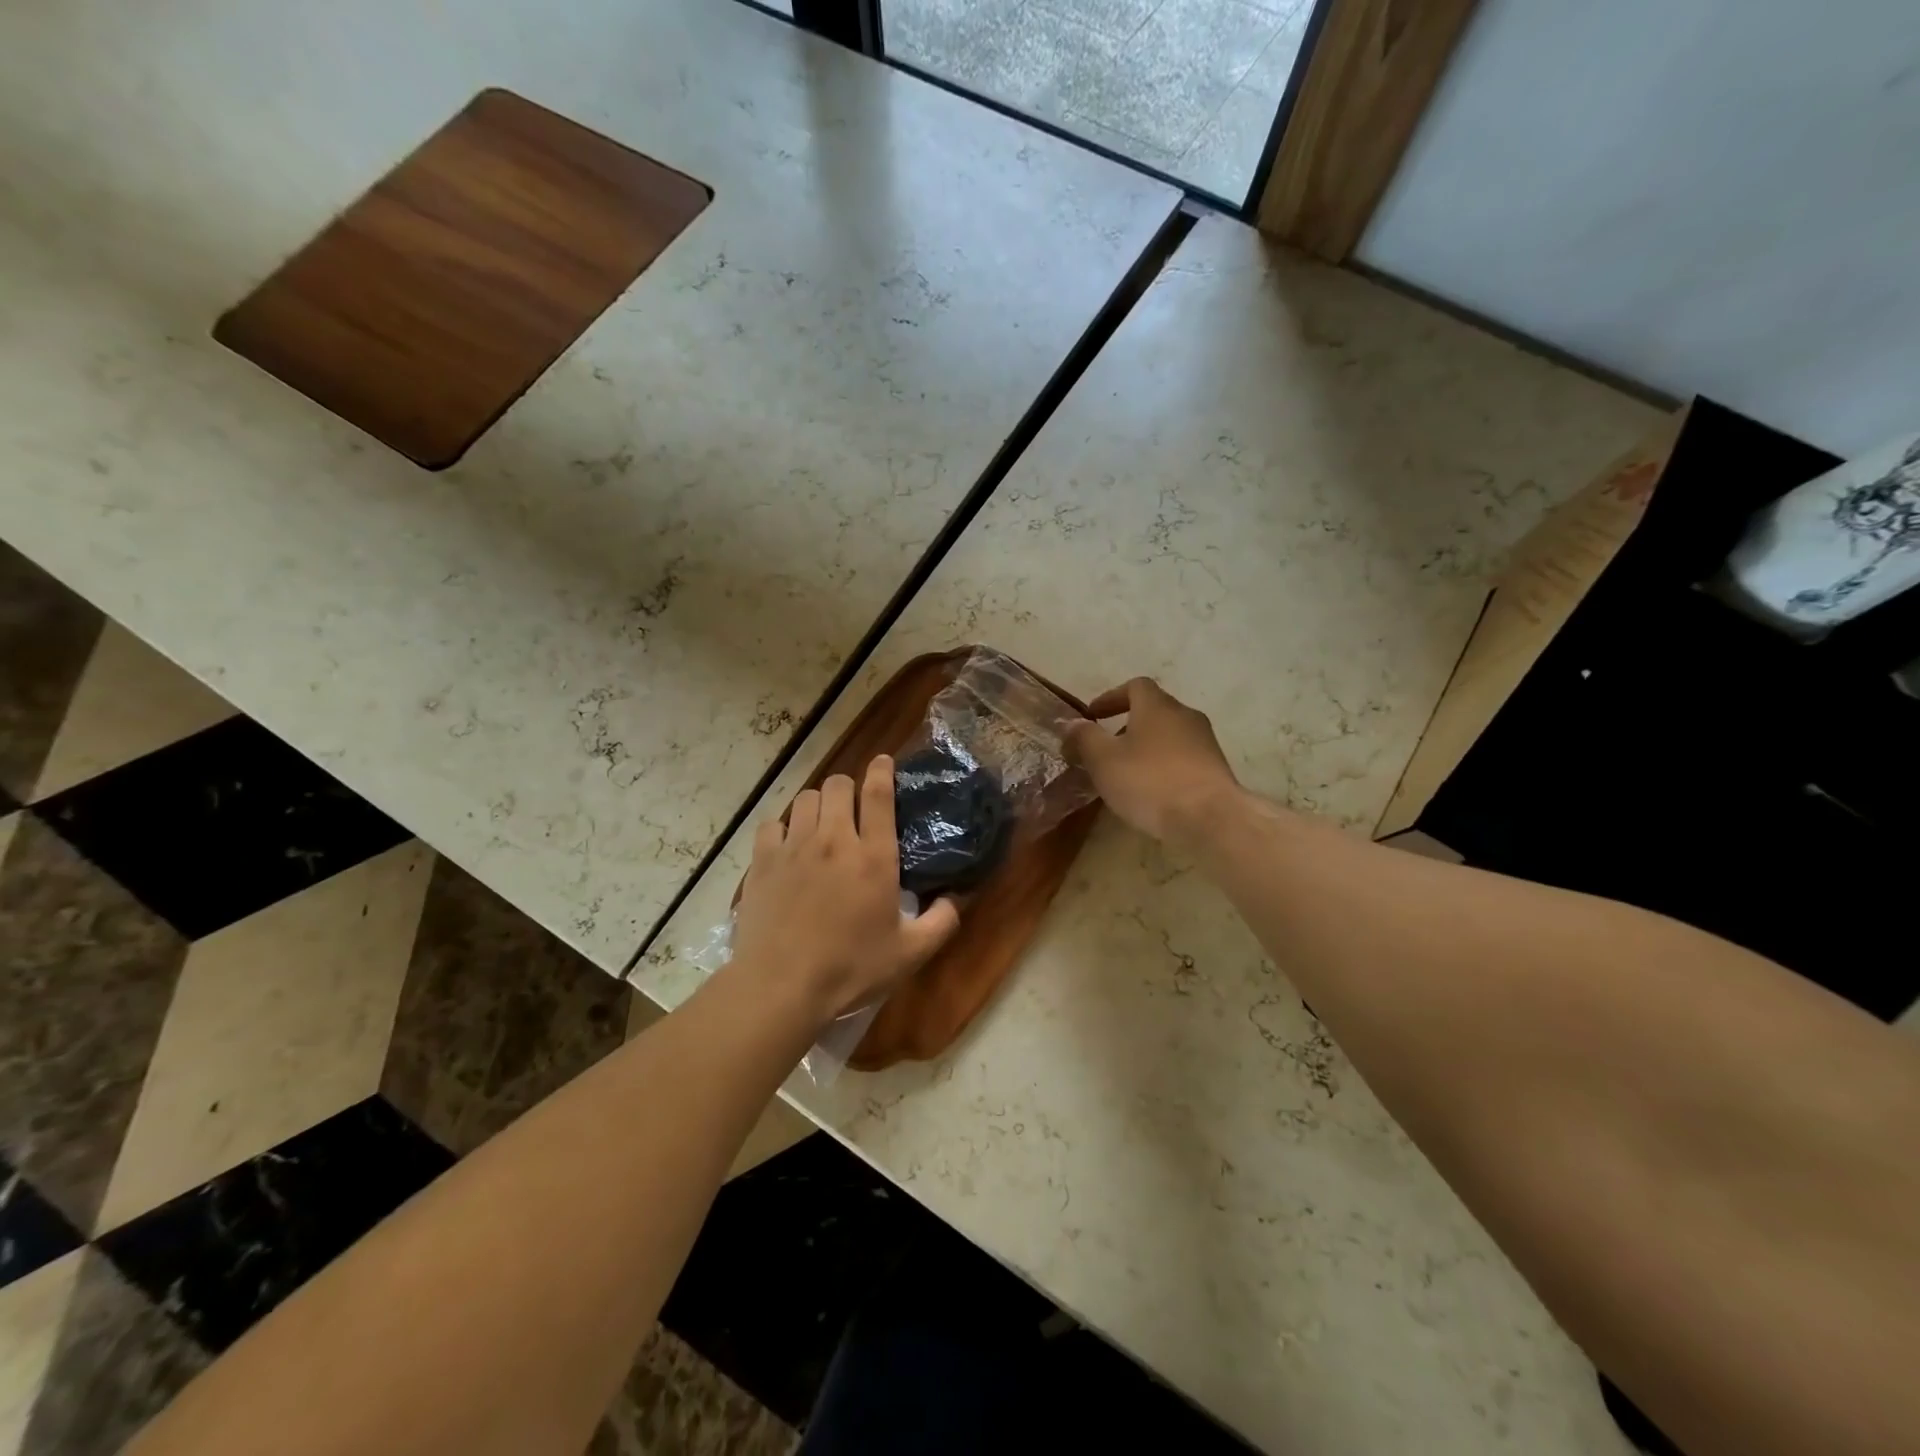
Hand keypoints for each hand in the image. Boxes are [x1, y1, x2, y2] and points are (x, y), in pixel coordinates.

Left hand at [732, 755, 960, 1025]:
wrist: (781, 987)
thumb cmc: (851, 970)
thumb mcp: (910, 953)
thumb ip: (942, 922)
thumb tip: (958, 897)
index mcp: (873, 857)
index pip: (878, 794)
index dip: (882, 770)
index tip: (883, 761)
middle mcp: (834, 840)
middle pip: (837, 785)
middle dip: (848, 788)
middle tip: (852, 808)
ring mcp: (794, 847)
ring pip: (805, 798)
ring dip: (818, 805)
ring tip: (821, 824)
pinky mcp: (763, 861)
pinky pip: (772, 823)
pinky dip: (783, 827)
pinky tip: (788, 845)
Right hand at [1064, 677, 1242, 845]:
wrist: (1210, 818)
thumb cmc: (1150, 781)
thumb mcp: (1103, 760)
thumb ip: (1084, 737)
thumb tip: (1072, 723)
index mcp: (1157, 706)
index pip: (1135, 686)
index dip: (1111, 697)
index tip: (1093, 716)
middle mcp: (1185, 715)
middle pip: (1154, 710)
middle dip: (1127, 725)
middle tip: (1106, 748)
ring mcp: (1205, 742)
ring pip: (1169, 735)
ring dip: (1146, 747)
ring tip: (1126, 774)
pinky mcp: (1215, 769)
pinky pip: (1182, 758)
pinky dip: (1164, 766)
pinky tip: (1152, 791)